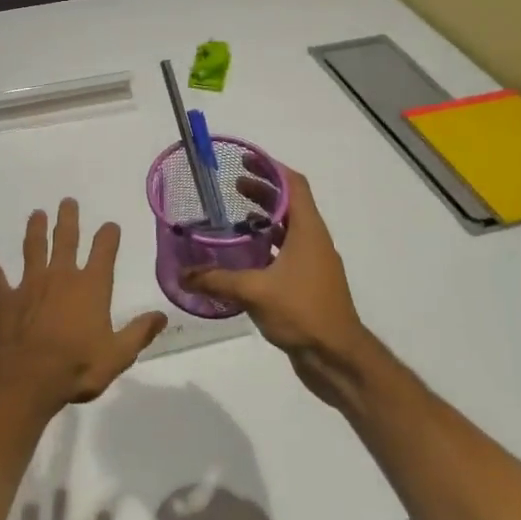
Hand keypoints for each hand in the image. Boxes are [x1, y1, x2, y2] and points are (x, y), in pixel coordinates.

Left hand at [0, 199, 166, 412]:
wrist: (28, 378)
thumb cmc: (77, 367)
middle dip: (69, 219)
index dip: (108, 236)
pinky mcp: (5, 298)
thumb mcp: (118, 355)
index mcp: (91, 287)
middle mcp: (61, 276)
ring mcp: (30, 284)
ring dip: (35, 229)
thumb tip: (161, 315)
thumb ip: (139, 333)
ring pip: (33, 248)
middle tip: (67, 201)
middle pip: (66, 240)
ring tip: (37, 213)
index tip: (110, 225)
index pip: (103, 252)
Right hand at [182, 161, 373, 401]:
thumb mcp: (255, 292)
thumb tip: (182, 274)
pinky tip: (241, 258)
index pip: (295, 185)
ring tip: (233, 218)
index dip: (272, 169)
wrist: (338, 359)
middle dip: (263, 191)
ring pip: (287, 230)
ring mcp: (312, 264)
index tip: (246, 161)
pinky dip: (265, 246)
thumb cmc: (303, 312)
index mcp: (308, 231)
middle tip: (233, 185)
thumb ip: (216, 280)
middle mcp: (313, 241)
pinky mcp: (306, 285)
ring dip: (264, 219)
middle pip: (290, 204)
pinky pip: (285, 253)